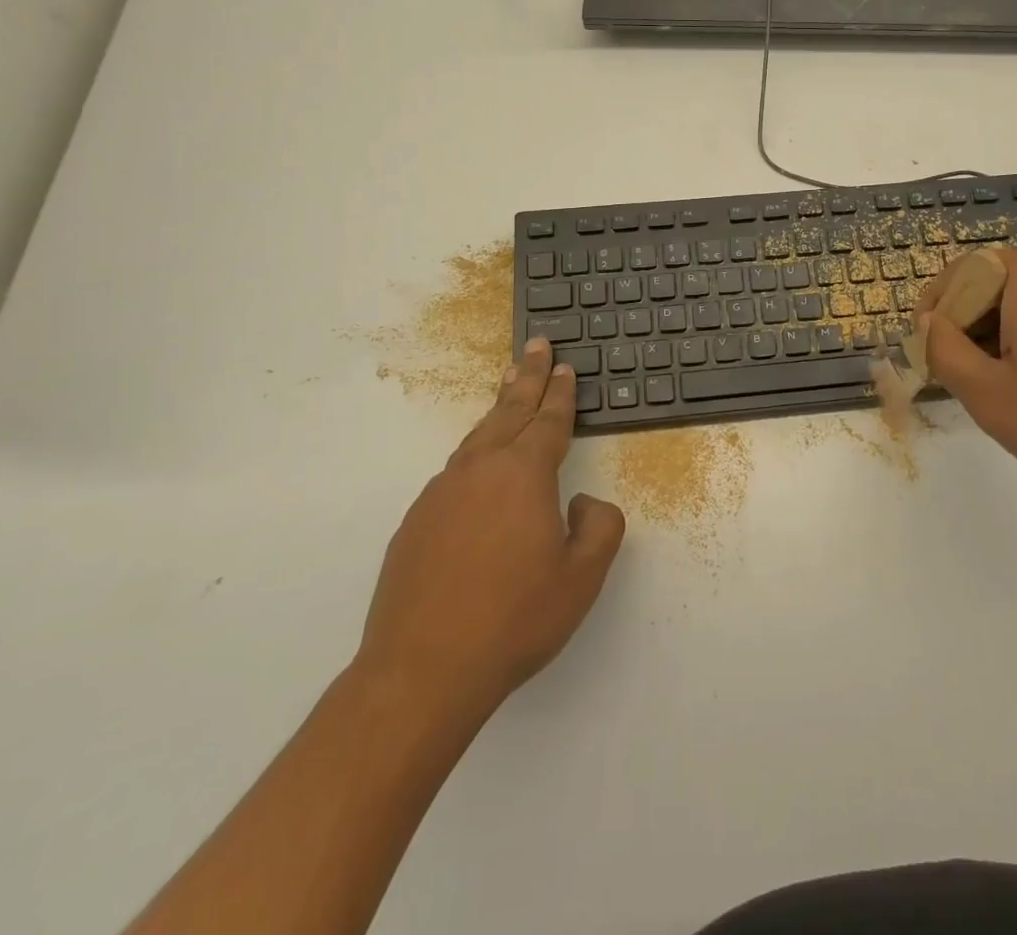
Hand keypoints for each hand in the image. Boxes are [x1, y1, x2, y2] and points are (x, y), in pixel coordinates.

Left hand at [355, 339, 625, 713]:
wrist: (421, 671)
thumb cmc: (514, 620)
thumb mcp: (582, 577)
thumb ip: (599, 526)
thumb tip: (580, 502)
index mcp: (524, 474)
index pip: (549, 421)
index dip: (561, 393)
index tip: (565, 367)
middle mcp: (481, 470)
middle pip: (510, 410)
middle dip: (528, 376)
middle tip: (536, 345)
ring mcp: (442, 493)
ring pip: (478, 436)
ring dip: (499, 408)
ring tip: (508, 387)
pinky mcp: (416, 521)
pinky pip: (455, 472)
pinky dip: (475, 452)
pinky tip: (478, 467)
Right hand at [919, 247, 1016, 504]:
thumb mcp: (988, 395)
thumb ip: (943, 350)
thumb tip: (929, 323)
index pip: (966, 269)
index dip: (937, 303)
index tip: (926, 343)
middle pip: (999, 278)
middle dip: (971, 318)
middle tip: (961, 367)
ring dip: (1005, 325)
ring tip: (1001, 377)